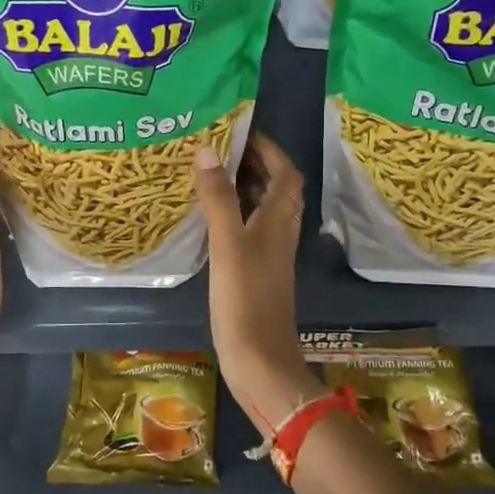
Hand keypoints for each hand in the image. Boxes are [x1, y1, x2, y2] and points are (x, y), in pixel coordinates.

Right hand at [193, 133, 313, 427]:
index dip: (269, 149)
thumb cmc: (246, 300)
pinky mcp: (257, 273)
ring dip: (246, 189)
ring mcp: (270, 255)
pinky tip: (211, 219)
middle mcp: (280, 233)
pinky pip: (250, 231)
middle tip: (219, 149)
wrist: (260, 362)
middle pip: (277, 189)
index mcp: (279, 221)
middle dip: (255, 164)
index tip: (241, 131)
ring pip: (264, 211)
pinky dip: (236, 215)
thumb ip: (218, 199)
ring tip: (211, 174)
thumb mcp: (228, 245)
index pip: (286, 173)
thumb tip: (208, 150)